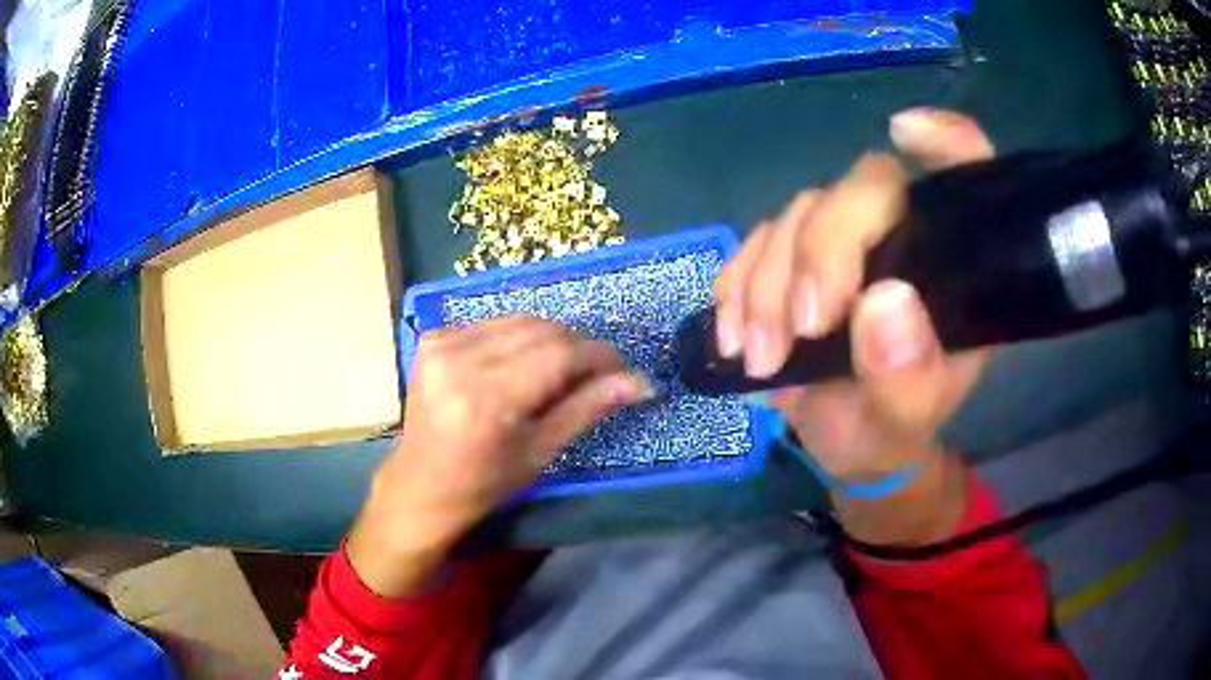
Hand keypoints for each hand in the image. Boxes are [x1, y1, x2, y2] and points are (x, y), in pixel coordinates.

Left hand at [349, 316, 651, 596]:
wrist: (421, 484)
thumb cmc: (484, 482)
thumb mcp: (541, 452)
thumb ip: (588, 408)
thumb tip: (640, 382)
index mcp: (487, 399)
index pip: (558, 354)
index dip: (598, 356)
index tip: (623, 367)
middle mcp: (460, 360)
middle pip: (540, 330)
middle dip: (576, 346)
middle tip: (596, 372)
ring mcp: (441, 343)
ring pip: (519, 321)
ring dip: (549, 340)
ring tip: (562, 370)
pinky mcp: (432, 338)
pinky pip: (493, 324)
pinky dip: (517, 338)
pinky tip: (521, 365)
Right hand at [714, 108, 992, 497]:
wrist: (846, 441)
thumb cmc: (890, 428)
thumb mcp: (906, 421)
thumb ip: (907, 377)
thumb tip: (882, 302)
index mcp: (953, 264)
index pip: (967, 175)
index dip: (946, 140)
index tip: (906, 134)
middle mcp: (903, 235)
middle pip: (863, 189)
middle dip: (823, 251)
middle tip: (803, 329)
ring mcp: (845, 241)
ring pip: (799, 214)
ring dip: (768, 285)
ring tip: (763, 356)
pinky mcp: (793, 258)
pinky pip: (754, 243)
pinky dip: (736, 286)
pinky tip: (734, 336)